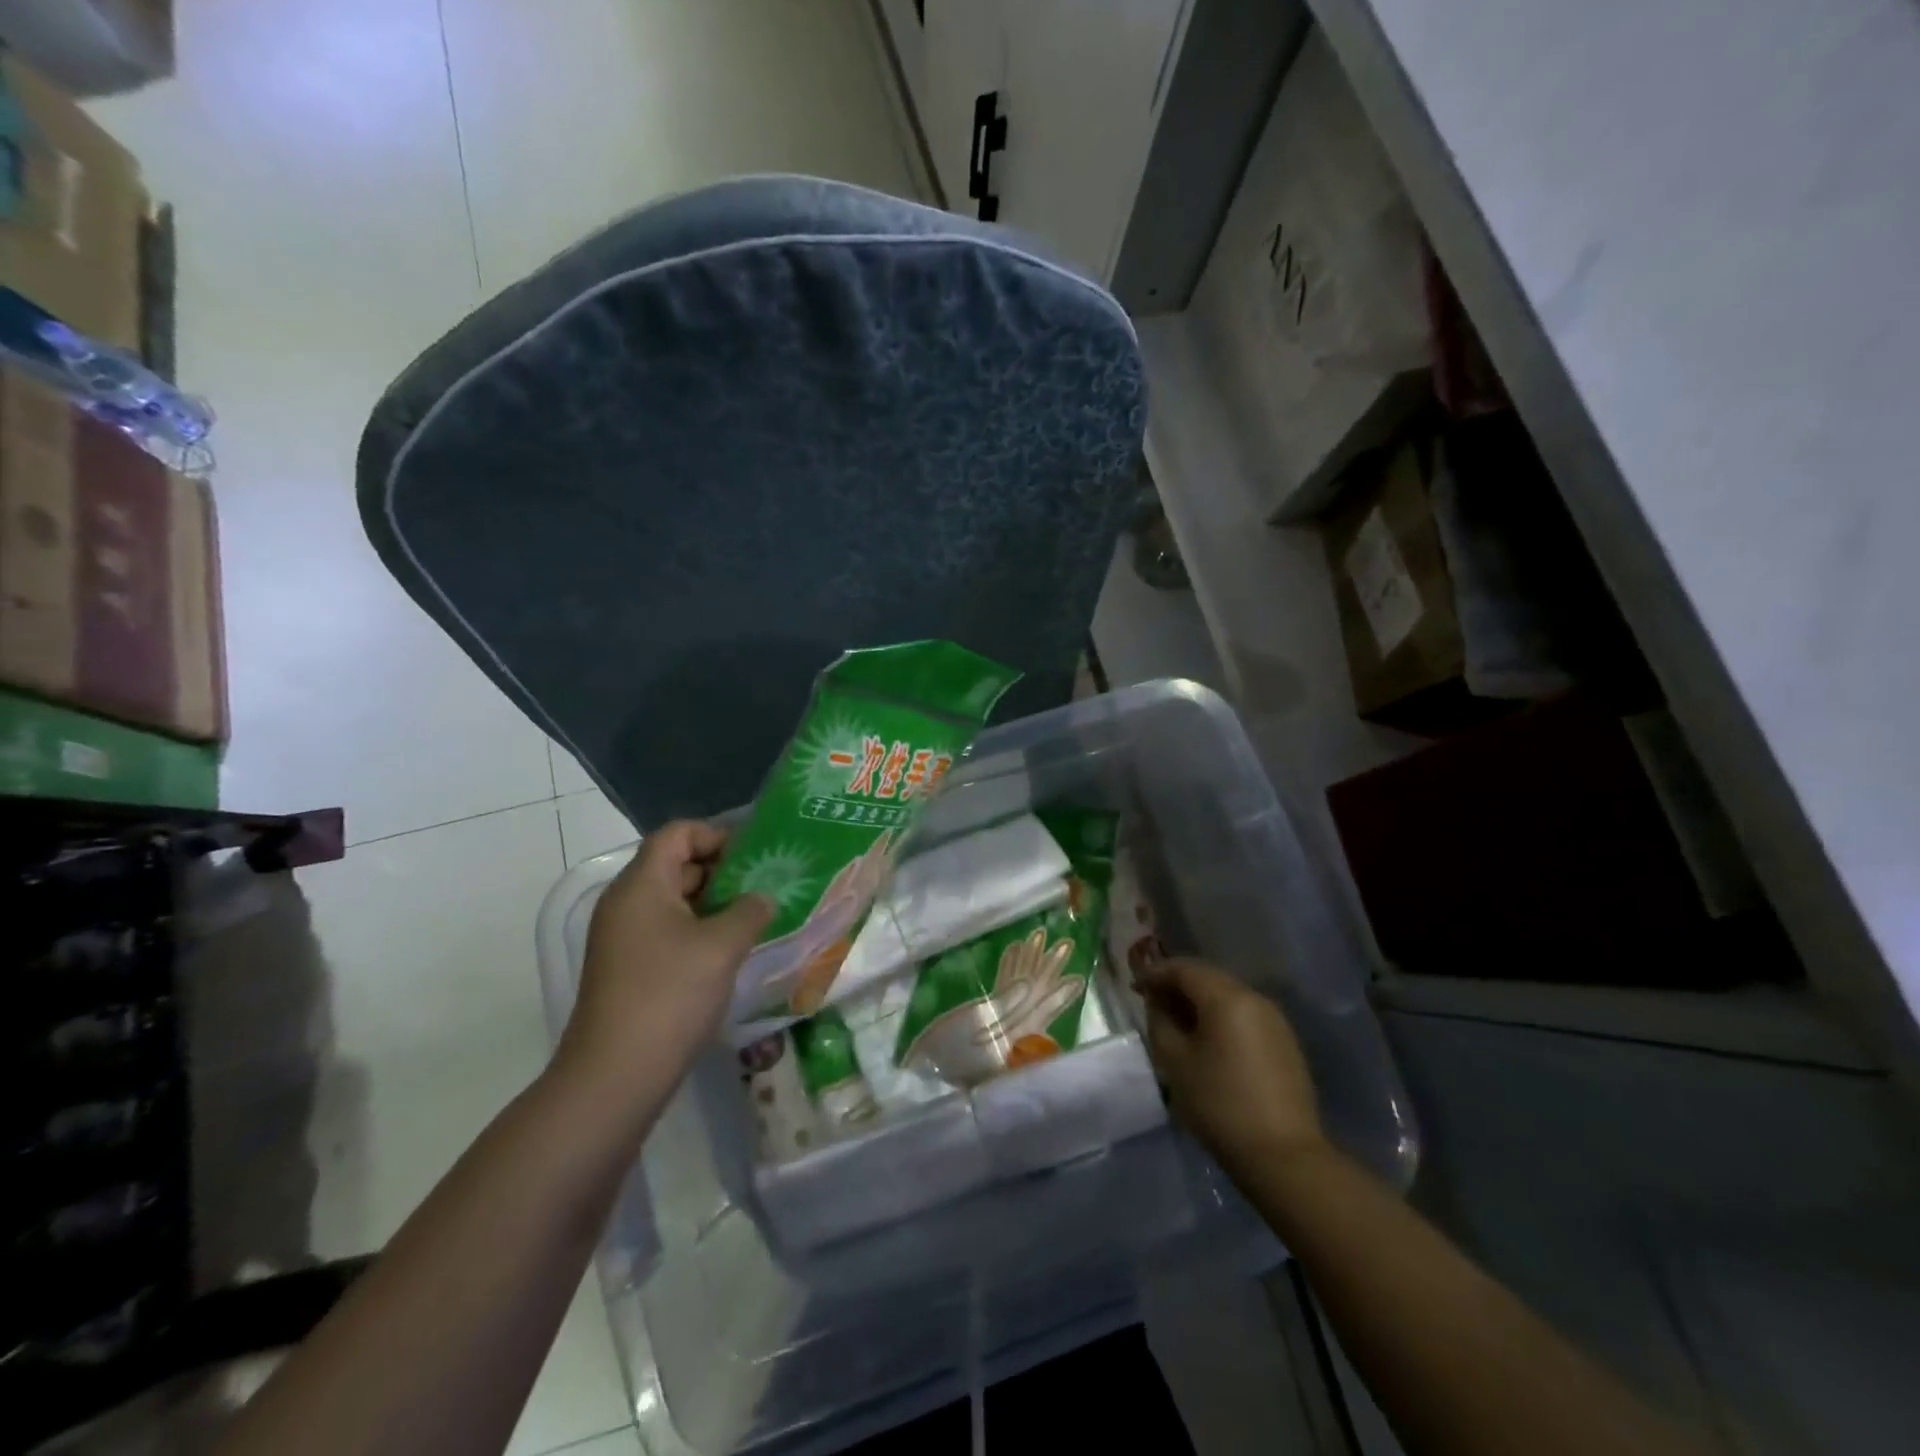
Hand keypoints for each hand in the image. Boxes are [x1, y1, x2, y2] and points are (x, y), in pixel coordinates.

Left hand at [555, 822, 772, 1104]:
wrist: (615, 1077)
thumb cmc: (669, 996)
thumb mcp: (722, 946)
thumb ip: (750, 911)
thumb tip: (763, 899)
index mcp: (641, 886)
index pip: (677, 834)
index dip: (716, 835)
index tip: (754, 857)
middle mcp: (626, 904)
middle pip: (676, 864)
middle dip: (723, 870)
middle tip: (766, 885)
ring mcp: (625, 939)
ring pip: (675, 901)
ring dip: (716, 904)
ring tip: (758, 917)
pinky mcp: (630, 969)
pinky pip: (670, 932)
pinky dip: (701, 931)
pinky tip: (733, 951)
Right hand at [1137, 959, 1326, 1176]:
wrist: (1283, 1155)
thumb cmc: (1219, 1104)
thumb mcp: (1175, 1061)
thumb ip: (1160, 1021)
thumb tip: (1157, 1003)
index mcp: (1227, 997)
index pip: (1184, 969)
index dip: (1155, 973)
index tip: (1134, 987)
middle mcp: (1254, 998)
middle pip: (1208, 978)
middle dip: (1177, 984)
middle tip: (1151, 1001)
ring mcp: (1274, 1020)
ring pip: (1227, 995)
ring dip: (1199, 1001)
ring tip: (1176, 1021)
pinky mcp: (1284, 1042)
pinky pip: (1244, 1015)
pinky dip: (1220, 1017)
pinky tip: (1206, 1039)